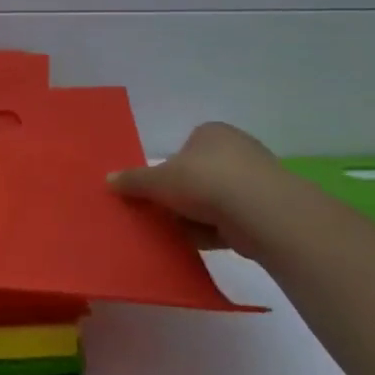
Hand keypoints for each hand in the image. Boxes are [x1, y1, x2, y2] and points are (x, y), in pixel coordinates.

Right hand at [108, 121, 280, 259]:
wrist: (262, 213)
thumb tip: (108, 179)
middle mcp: (237, 149)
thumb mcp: (158, 180)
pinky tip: (199, 242)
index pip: (184, 148)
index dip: (168, 169)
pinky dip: (215, 230)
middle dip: (181, 195)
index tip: (156, 190)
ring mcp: (255, 179)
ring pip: (214, 199)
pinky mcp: (266, 209)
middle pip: (198, 174)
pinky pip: (231, 219)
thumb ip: (133, 180)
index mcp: (212, 132)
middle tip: (162, 213)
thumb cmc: (205, 182)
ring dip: (197, 215)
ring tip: (178, 231)